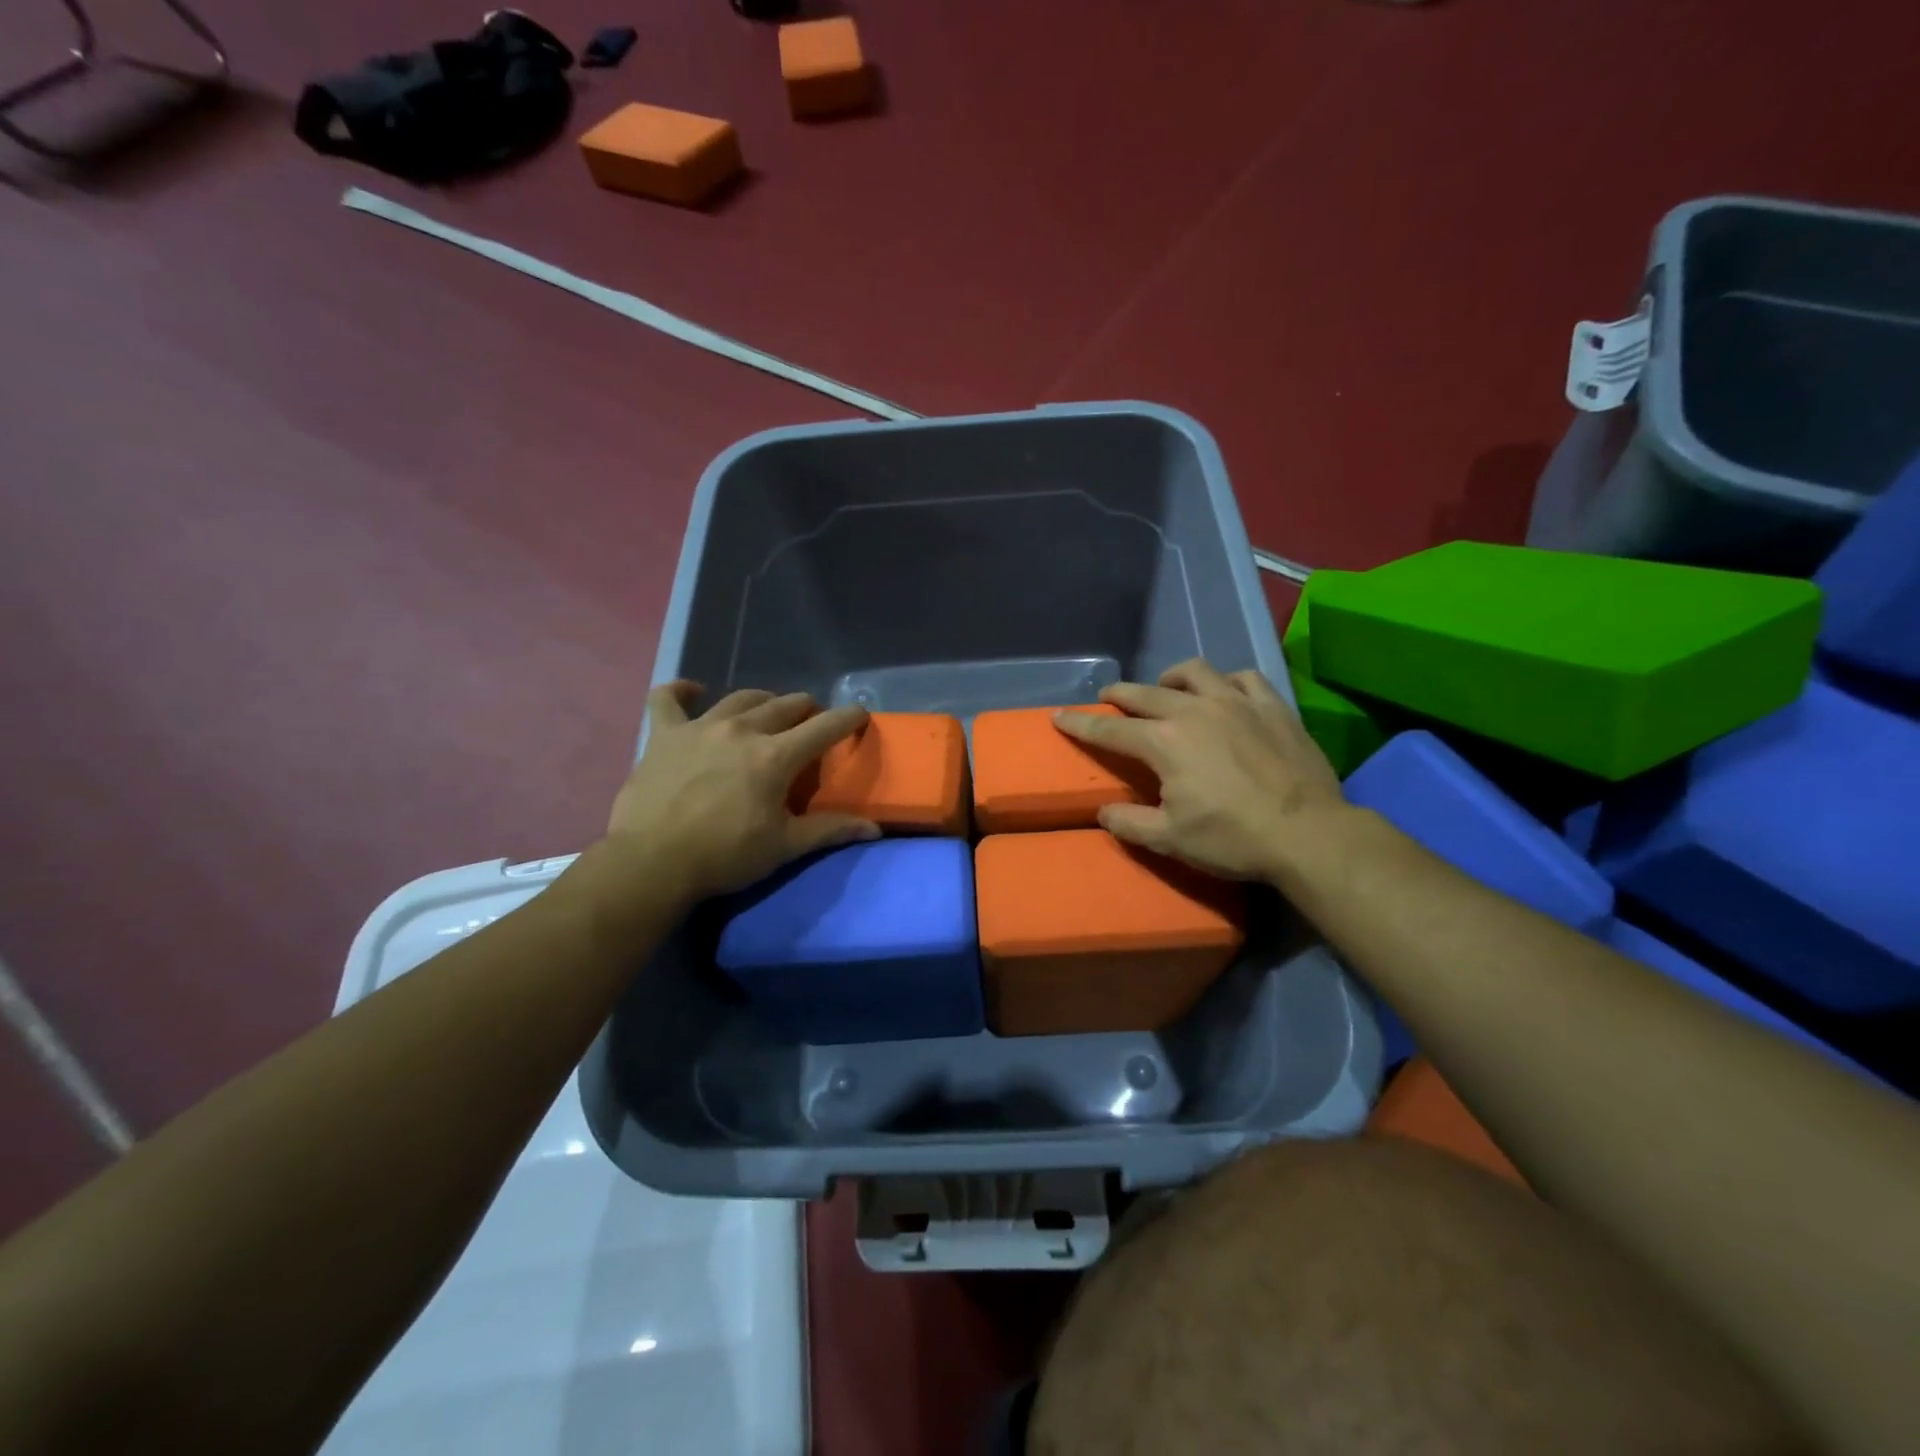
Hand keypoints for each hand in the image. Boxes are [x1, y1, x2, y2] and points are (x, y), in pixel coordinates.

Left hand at [605, 682, 879, 901]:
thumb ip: (829, 830)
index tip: (860, 715)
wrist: (652, 863)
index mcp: (775, 756)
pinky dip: (682, 691)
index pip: (825, 727)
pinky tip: (692, 692)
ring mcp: (700, 727)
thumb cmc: (724, 856)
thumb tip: (874, 829)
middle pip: (785, 705)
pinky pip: (668, 699)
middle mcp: (742, 730)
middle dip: (806, 709)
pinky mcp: (664, 734)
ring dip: (762, 700)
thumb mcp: (784, 846)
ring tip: (768, 710)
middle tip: (810, 723)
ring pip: (740, 698)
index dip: (848, 718)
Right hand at [1053, 658, 1345, 880]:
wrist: (1308, 834)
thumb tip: (1104, 812)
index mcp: (1164, 742)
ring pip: (1194, 672)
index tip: (1059, 716)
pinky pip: (1243, 678)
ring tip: (1166, 687)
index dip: (1080, 725)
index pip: (1110, 730)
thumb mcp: (1170, 840)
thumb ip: (1129, 823)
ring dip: (1171, 678)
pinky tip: (1224, 692)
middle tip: (1107, 698)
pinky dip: (1225, 681)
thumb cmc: (1232, 839)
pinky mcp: (1272, 707)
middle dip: (1119, 695)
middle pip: (1145, 694)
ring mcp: (1236, 703)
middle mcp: (1194, 711)